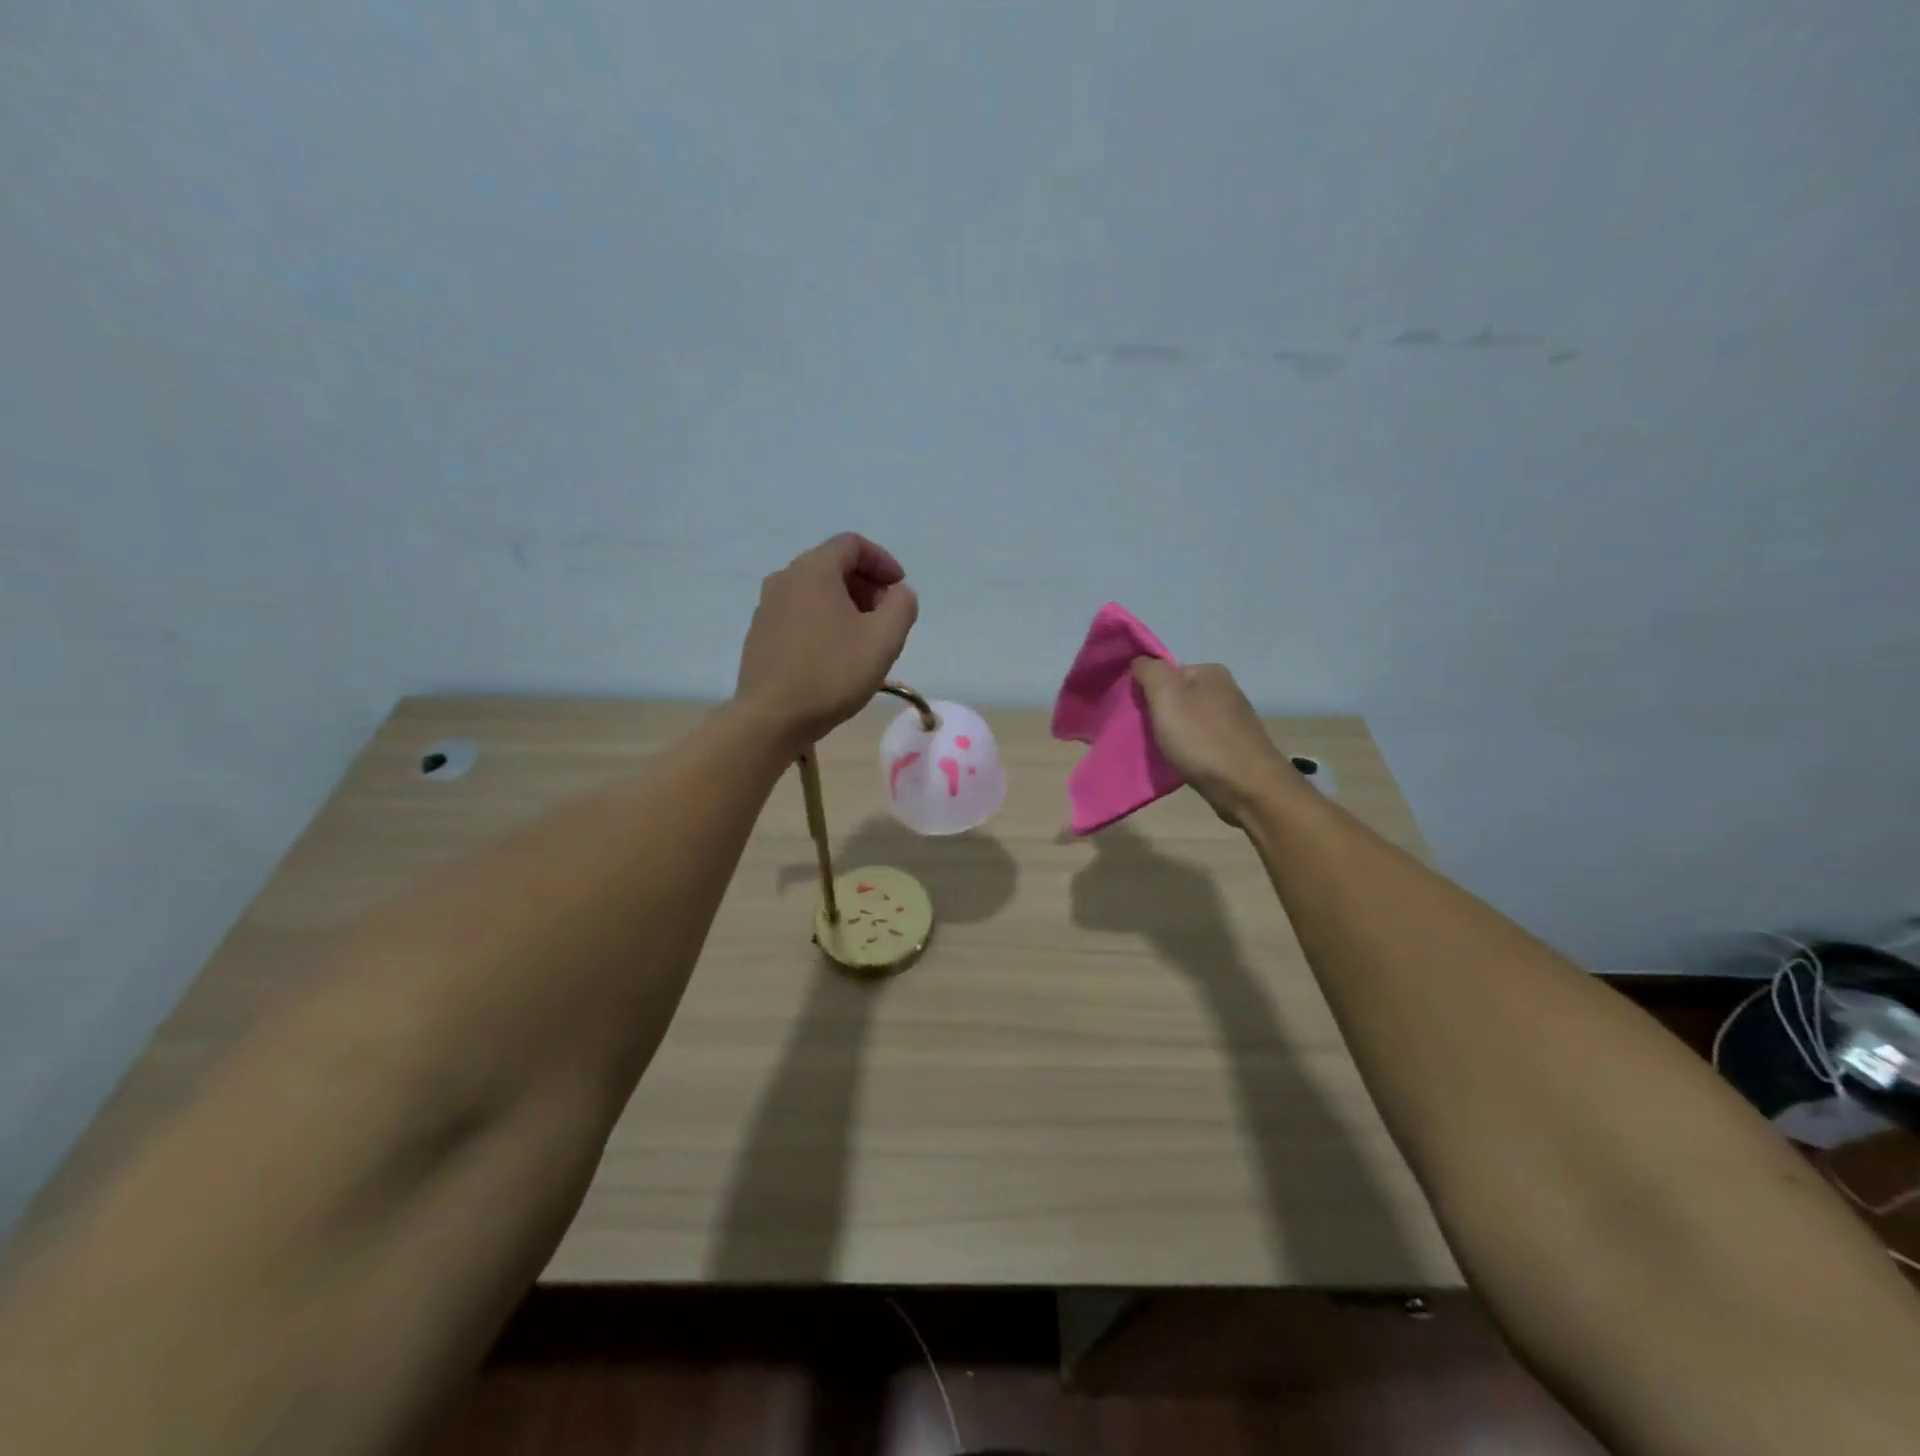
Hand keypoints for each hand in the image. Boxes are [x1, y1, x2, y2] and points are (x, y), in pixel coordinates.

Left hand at [734, 533, 918, 751]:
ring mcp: (767, 607)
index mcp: (814, 570)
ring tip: (864, 638)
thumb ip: (902, 605)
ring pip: (815, 591)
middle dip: (866, 584)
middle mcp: (785, 578)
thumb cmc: (832, 673)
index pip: (852, 544)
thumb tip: (898, 593)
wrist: (771, 718)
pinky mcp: (760, 634)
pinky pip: (799, 613)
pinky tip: (835, 655)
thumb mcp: (884, 639)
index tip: (900, 589)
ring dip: (845, 604)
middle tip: (887, 616)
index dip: (883, 561)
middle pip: (832, 565)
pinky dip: (823, 620)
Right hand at [1132, 659, 1292, 823]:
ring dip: (1172, 733)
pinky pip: (1199, 741)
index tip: (1136, 713)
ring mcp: (1233, 719)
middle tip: (1144, 733)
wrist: (1246, 787)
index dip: (1146, 690)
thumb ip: (1148, 671)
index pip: (1166, 671)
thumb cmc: (1201, 738)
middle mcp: (1225, 689)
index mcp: (1210, 671)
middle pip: (1177, 696)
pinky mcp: (1235, 746)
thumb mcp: (1165, 694)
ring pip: (1188, 720)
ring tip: (1160, 751)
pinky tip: (1181, 762)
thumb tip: (1139, 663)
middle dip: (1159, 713)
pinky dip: (1187, 750)